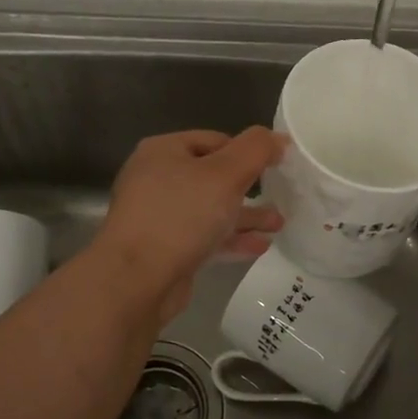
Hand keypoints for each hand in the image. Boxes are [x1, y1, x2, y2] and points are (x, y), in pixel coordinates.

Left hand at [93, 127, 286, 322]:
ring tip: (279, 224)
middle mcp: (156, 179)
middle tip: (281, 196)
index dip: (247, 151)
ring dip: (245, 216)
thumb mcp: (225, 174)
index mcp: (164, 151)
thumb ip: (255, 150)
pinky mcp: (164, 249)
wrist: (137, 280)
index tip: (277, 166)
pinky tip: (259, 246)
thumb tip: (278, 138)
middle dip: (249, 188)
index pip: (215, 140)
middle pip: (212, 177)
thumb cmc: (181, 216)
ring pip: (210, 210)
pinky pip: (204, 237)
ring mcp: (158, 217)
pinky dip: (231, 239)